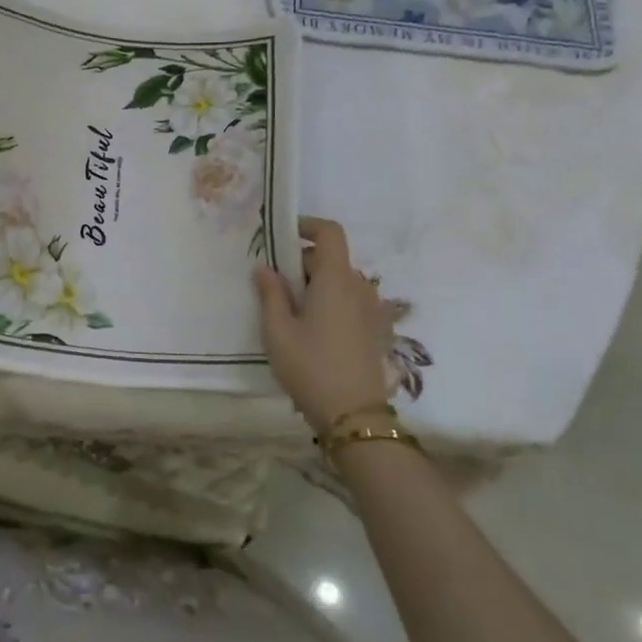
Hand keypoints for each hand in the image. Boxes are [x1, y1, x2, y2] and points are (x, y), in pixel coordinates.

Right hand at [254, 216, 398, 433]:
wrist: (353, 415)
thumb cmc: (310, 366)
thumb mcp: (277, 331)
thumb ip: (270, 293)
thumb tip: (264, 268)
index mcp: (335, 279)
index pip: (330, 232)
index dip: (307, 226)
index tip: (283, 236)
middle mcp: (359, 287)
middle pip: (331, 258)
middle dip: (302, 263)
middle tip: (274, 286)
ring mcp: (372, 309)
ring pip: (341, 281)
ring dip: (316, 285)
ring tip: (291, 312)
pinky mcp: (377, 330)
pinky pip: (351, 301)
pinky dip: (331, 302)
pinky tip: (313, 330)